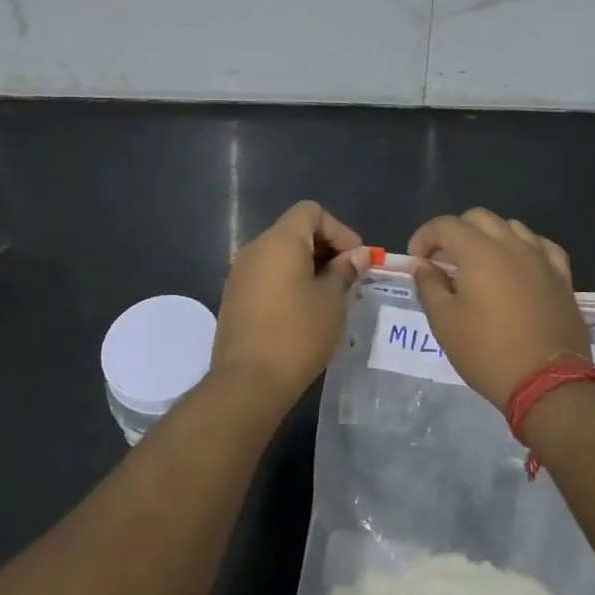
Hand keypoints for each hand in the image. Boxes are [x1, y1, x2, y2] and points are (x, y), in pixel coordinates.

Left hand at [211, 201, 369, 407]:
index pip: (310, 212)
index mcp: (279, 241)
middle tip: (349, 278)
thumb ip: (346, 270)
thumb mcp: (332, 300)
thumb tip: (360, 254)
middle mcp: (254, 249)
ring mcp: (239, 274)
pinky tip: (304, 309)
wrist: (249, 382)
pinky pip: (266, 275)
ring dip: (307, 266)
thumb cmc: (298, 334)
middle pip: (294, 231)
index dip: (338, 230)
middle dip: (325, 248)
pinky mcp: (234, 297)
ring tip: (330, 295)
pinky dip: (288, 281)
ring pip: (280, 255)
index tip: (356, 259)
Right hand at [408, 209, 589, 409]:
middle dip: (455, 232)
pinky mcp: (562, 276)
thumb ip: (429, 286)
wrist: (547, 382)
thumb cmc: (487, 352)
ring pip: (511, 227)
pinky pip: (541, 246)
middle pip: (479, 219)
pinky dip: (522, 248)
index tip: (416, 260)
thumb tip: (422, 265)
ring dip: (489, 237)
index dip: (424, 237)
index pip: (445, 225)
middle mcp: (512, 245)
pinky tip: (517, 266)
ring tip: (479, 265)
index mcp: (479, 252)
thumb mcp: (444, 322)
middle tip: (443, 261)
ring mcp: (541, 258)